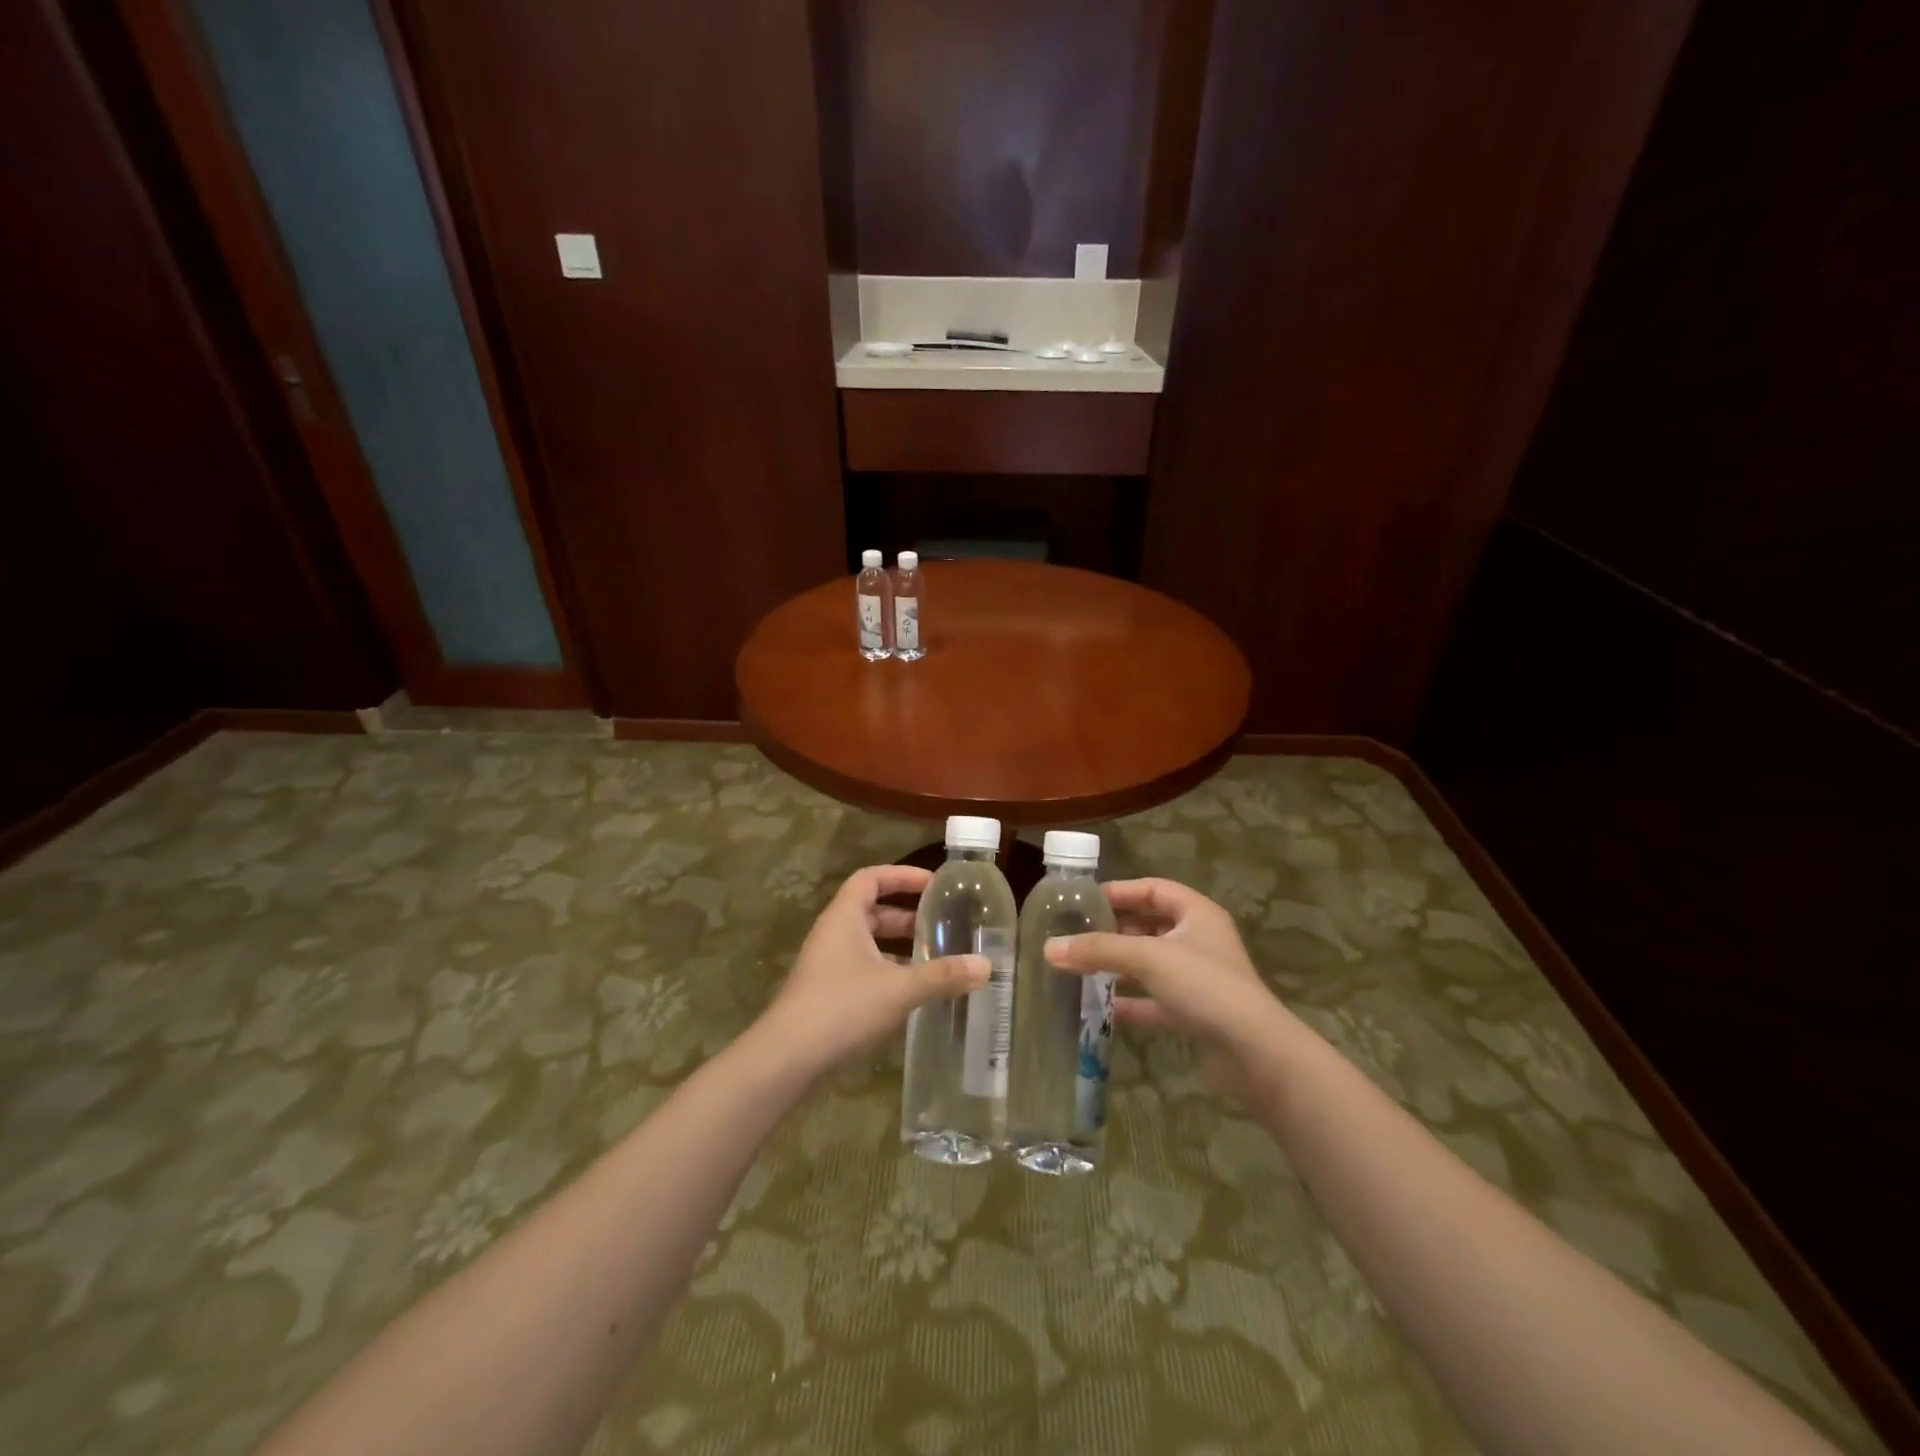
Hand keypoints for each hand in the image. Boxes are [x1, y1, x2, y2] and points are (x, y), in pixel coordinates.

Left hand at [757, 865, 987, 1077]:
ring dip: (899, 946)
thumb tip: (986, 965)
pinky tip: (913, 992)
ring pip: (868, 943)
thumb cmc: (842, 1008)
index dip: (902, 875)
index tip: (933, 883)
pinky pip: (863, 968)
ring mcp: (827, 965)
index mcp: (844, 917)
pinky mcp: (827, 993)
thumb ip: (942, 975)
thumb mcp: (899, 989)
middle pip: (871, 911)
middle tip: (941, 924)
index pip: (871, 878)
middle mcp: (833, 934)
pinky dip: (889, 971)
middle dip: (906, 915)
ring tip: (935, 957)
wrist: (786, 1059)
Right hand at [1043, 878, 1294, 1087]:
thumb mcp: (1147, 958)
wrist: (1255, 1052)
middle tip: (1076, 934)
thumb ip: (1098, 950)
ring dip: (1119, 966)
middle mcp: (1199, 941)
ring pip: (1151, 964)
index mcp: (1197, 914)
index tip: (1084, 900)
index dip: (1120, 891)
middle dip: (1114, 930)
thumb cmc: (1204, 986)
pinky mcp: (1195, 1014)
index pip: (1153, 889)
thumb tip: (1049, 948)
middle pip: (1150, 926)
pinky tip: (1102, 1009)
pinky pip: (1155, 1000)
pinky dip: (1131, 1002)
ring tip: (1080, 968)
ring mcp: (1199, 979)